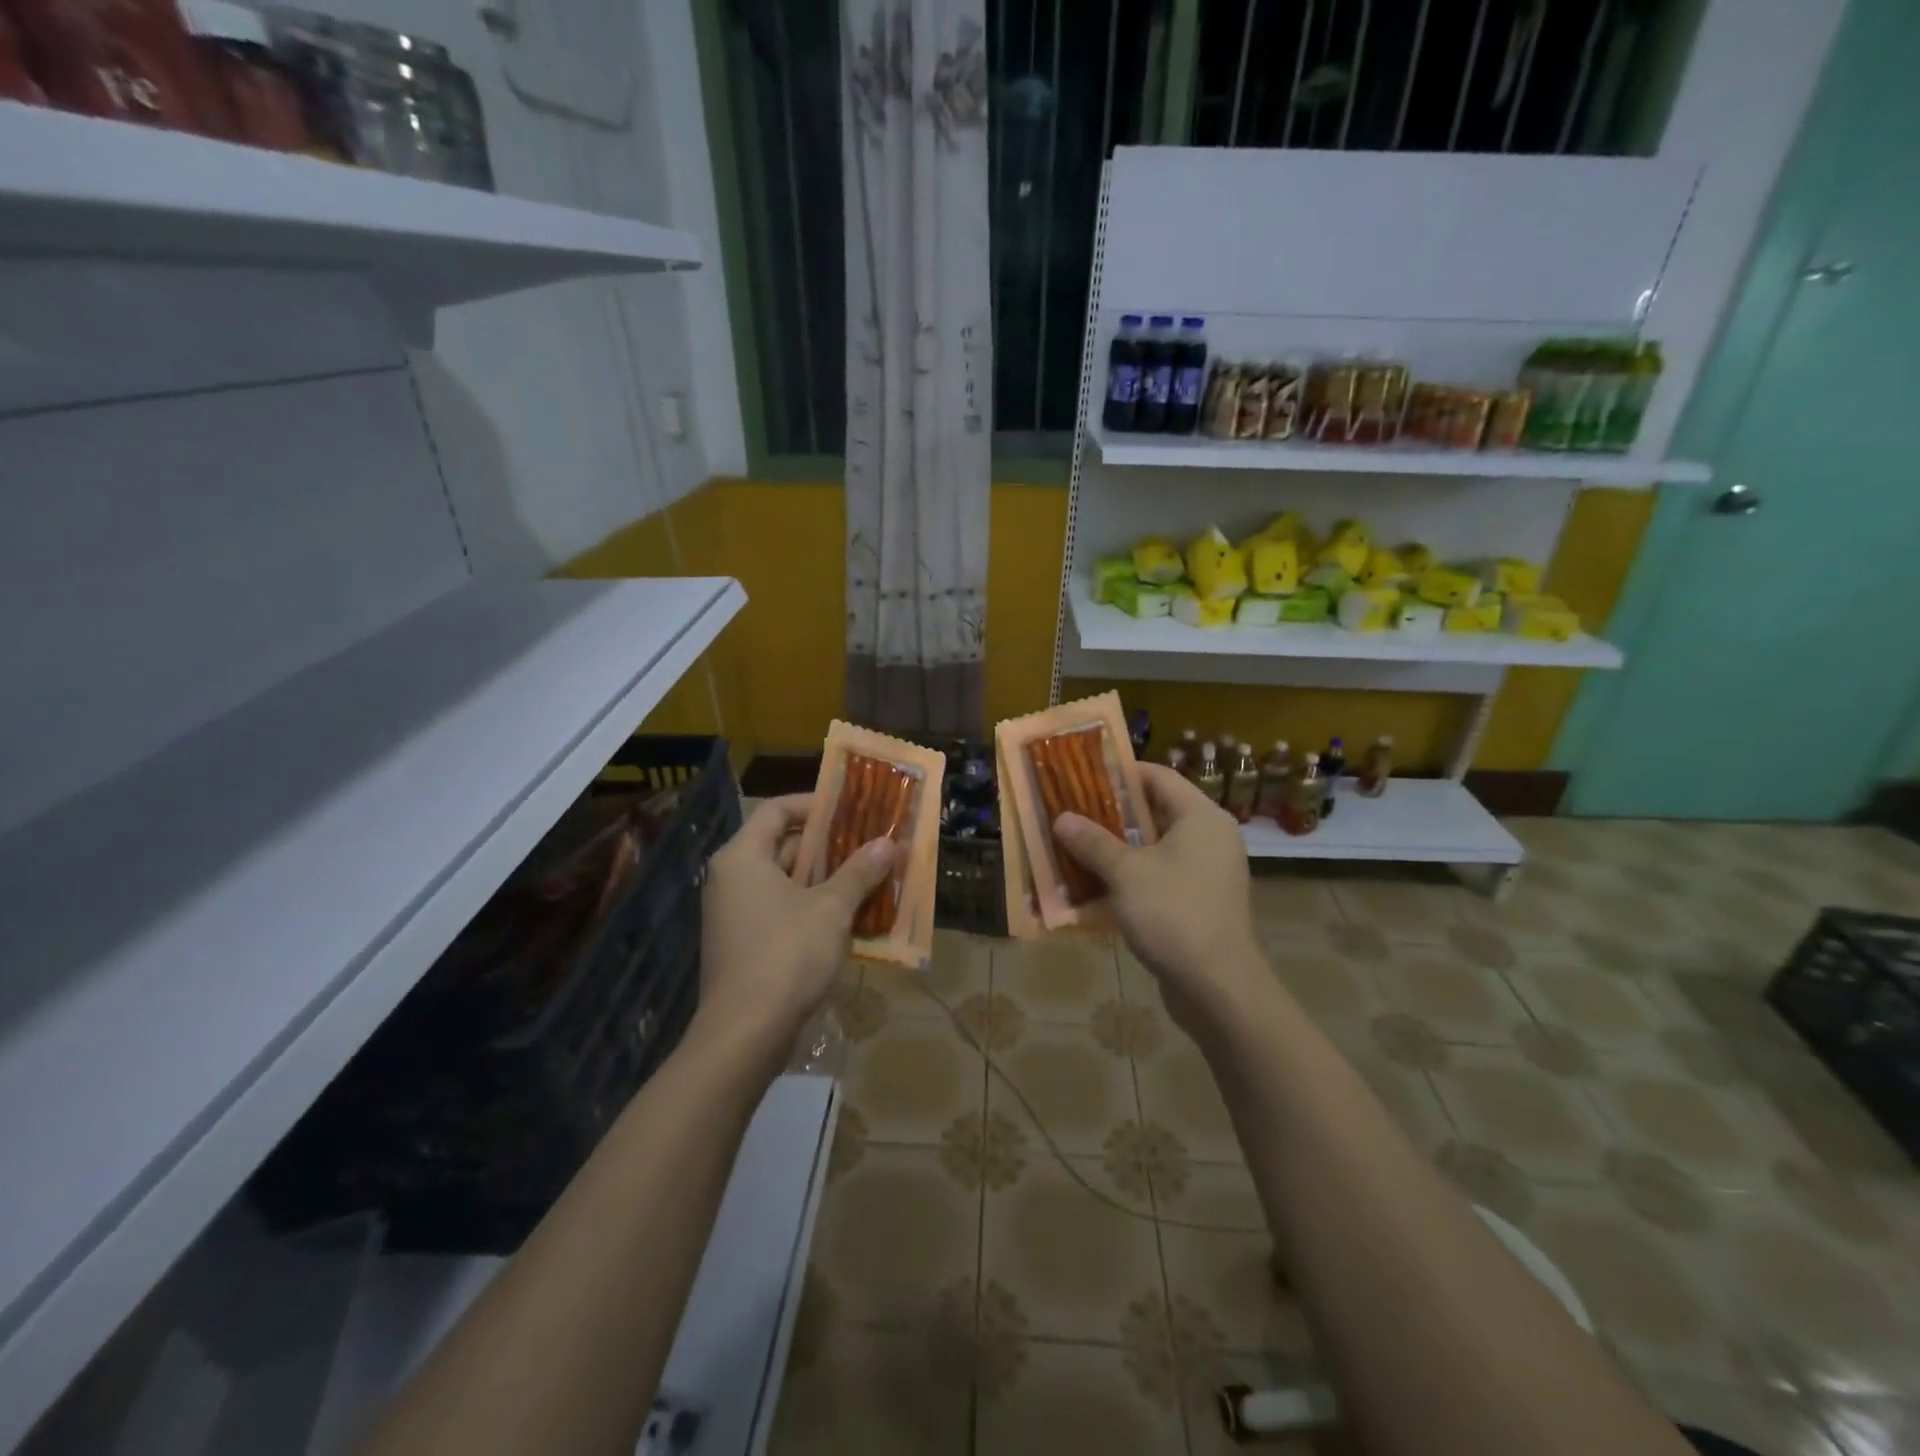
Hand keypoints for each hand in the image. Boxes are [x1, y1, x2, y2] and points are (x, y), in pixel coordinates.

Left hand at [695, 794, 898, 1065]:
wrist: (744, 1034)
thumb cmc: (787, 955)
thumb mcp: (831, 909)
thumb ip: (859, 871)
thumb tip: (887, 843)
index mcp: (743, 857)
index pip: (777, 810)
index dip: (815, 804)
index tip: (851, 808)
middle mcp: (731, 877)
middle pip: (782, 844)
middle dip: (828, 845)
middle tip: (869, 842)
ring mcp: (734, 913)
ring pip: (784, 881)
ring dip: (825, 878)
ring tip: (868, 876)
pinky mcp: (742, 943)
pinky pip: (780, 909)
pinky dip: (811, 906)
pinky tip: (848, 916)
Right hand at [1053, 764, 1267, 1037]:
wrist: (1218, 987)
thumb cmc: (1174, 914)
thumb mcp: (1125, 873)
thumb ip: (1093, 842)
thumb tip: (1062, 818)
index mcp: (1201, 817)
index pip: (1159, 777)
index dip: (1121, 773)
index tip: (1083, 775)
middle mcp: (1210, 837)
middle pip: (1156, 811)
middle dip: (1112, 813)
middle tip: (1072, 811)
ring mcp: (1208, 871)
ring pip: (1156, 847)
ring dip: (1118, 847)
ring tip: (1077, 845)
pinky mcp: (1201, 901)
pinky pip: (1162, 875)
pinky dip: (1132, 875)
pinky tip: (1098, 884)